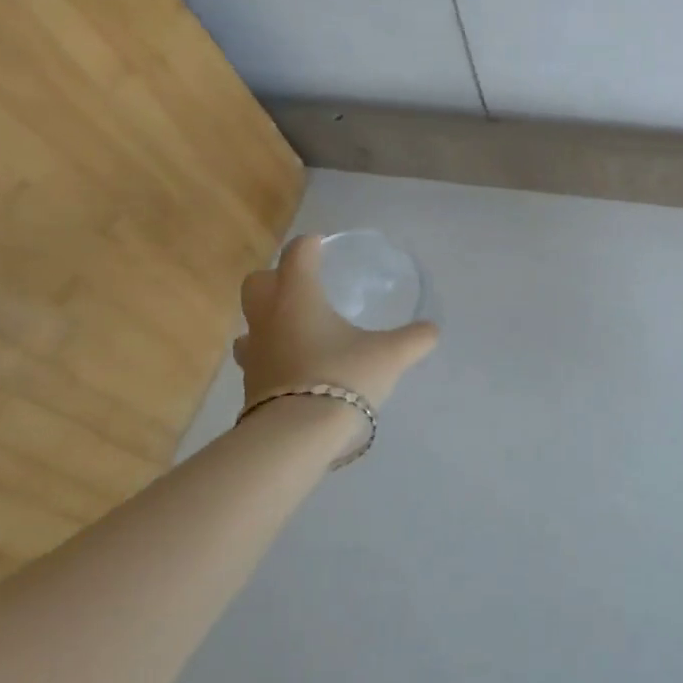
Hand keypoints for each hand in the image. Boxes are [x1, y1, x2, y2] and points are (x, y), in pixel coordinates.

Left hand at [234, 235, 439, 420]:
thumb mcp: (391, 355)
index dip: (310, 245)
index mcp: (299, 297)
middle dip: (277, 277)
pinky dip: (272, 355)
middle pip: (257, 282)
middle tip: (305, 285)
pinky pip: (255, 359)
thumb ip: (414, 339)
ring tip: (297, 328)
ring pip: (250, 323)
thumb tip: (432, 330)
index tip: (322, 245)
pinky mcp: (251, 385)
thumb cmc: (343, 377)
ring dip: (268, 319)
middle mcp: (269, 318)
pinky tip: (294, 367)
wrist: (297, 437)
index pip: (298, 254)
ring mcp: (254, 353)